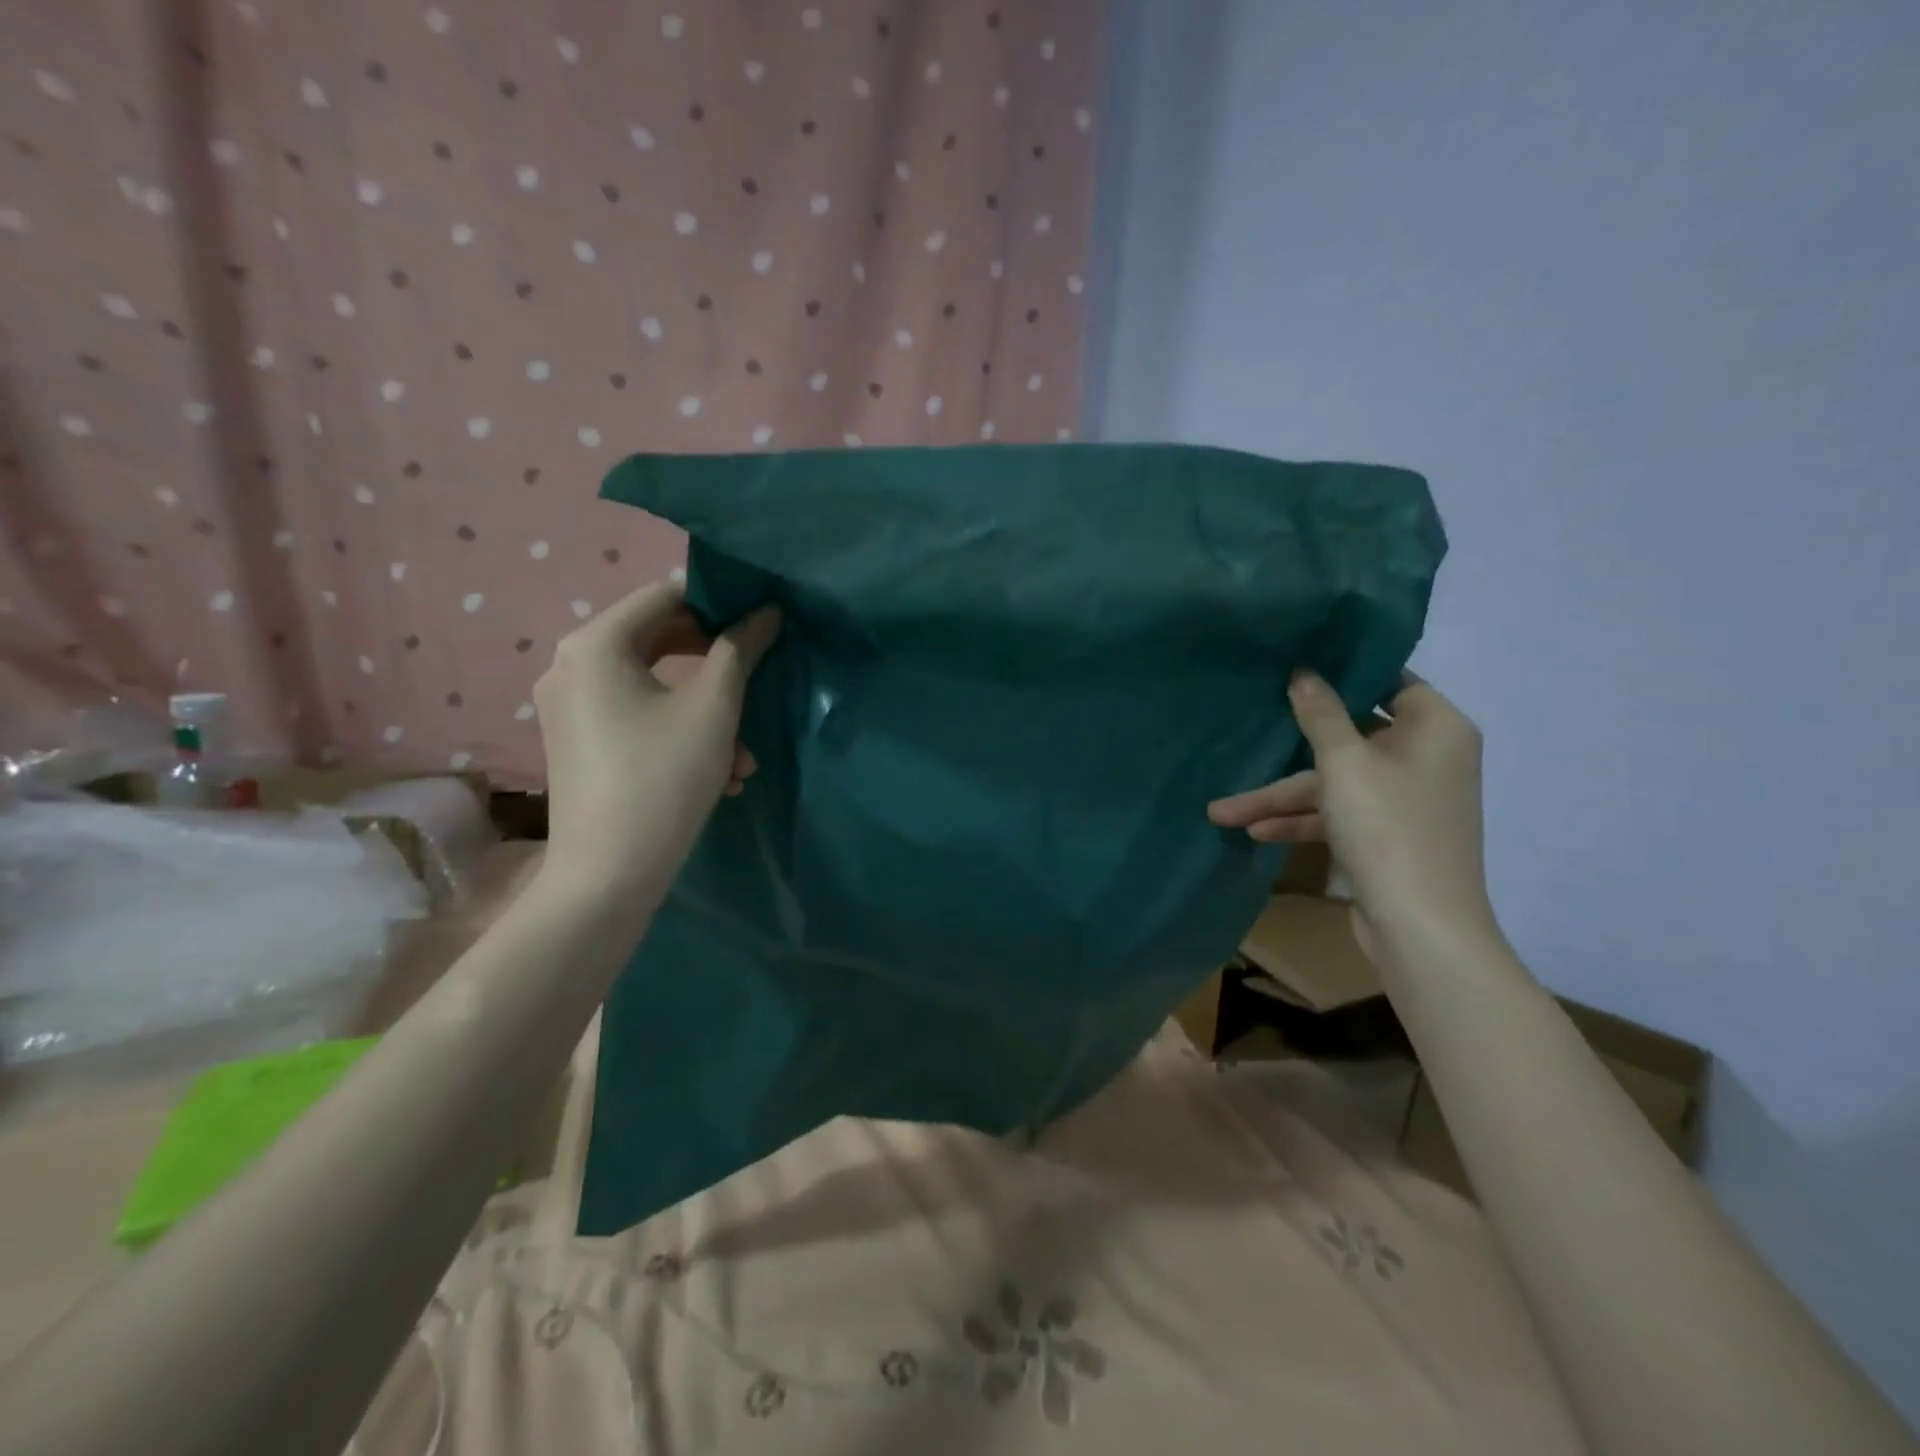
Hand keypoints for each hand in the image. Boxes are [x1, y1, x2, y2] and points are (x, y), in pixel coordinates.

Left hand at [533, 580, 780, 891]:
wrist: (608, 875)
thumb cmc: (663, 778)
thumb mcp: (713, 709)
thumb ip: (741, 650)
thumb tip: (767, 612)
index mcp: (595, 644)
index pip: (665, 595)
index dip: (719, 604)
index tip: (760, 626)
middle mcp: (570, 666)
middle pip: (658, 639)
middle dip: (715, 666)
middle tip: (756, 683)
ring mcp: (568, 707)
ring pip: (652, 686)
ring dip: (705, 710)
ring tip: (744, 756)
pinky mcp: (576, 743)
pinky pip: (635, 716)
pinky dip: (678, 731)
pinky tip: (720, 774)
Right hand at [1207, 672, 1497, 951]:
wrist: (1421, 928)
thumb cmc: (1388, 827)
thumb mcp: (1344, 763)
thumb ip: (1320, 714)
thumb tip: (1304, 671)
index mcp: (1437, 728)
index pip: (1390, 680)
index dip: (1345, 672)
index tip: (1297, 663)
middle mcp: (1427, 757)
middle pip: (1352, 736)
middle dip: (1291, 749)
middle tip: (1249, 732)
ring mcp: (1406, 799)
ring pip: (1336, 782)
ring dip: (1282, 797)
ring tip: (1222, 811)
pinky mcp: (1387, 834)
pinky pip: (1339, 813)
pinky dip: (1302, 820)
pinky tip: (1256, 832)